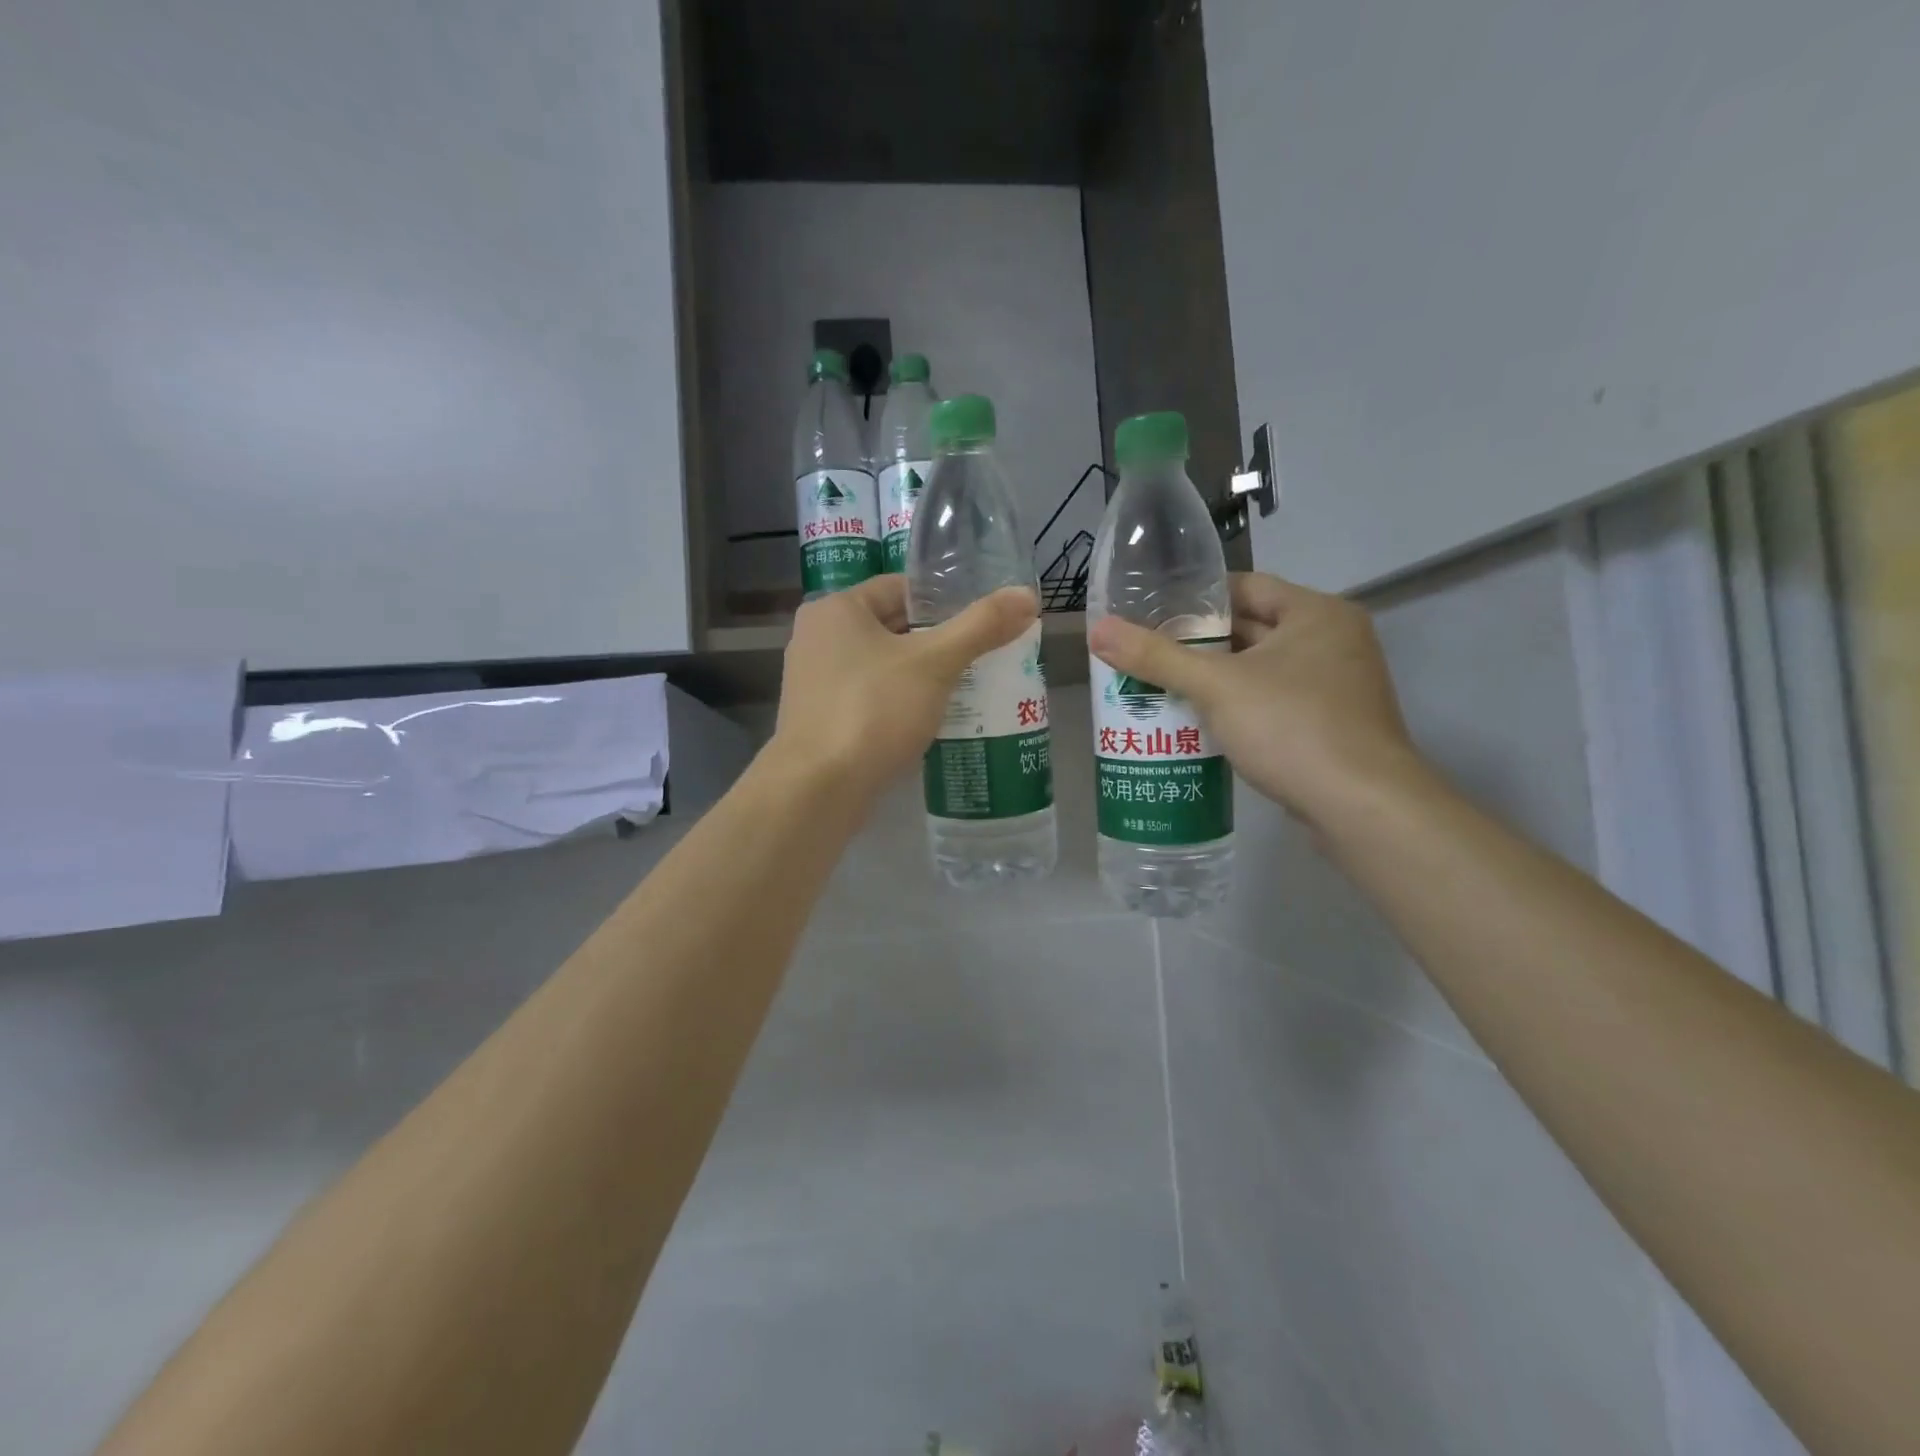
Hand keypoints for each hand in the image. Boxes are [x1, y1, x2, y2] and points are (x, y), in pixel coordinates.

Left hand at [770, 576, 1038, 803]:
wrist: (818, 789)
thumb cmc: (874, 711)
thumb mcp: (935, 663)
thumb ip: (981, 626)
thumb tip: (1027, 595)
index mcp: (836, 609)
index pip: (900, 589)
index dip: (945, 601)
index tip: (982, 622)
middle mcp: (817, 638)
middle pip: (892, 628)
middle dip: (938, 643)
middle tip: (984, 657)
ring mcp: (814, 682)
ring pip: (883, 667)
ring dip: (922, 677)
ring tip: (969, 689)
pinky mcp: (820, 720)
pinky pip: (870, 699)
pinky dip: (900, 704)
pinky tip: (933, 721)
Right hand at [1087, 572, 1420, 823]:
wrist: (1362, 808)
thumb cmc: (1292, 728)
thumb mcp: (1216, 687)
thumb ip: (1156, 657)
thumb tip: (1098, 630)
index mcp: (1316, 614)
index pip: (1246, 587)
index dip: (1196, 598)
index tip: (1152, 613)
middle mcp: (1333, 641)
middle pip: (1252, 630)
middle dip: (1199, 644)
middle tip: (1147, 653)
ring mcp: (1336, 687)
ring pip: (1260, 671)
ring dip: (1215, 680)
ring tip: (1160, 687)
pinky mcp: (1331, 726)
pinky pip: (1273, 703)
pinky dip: (1238, 708)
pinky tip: (1198, 724)